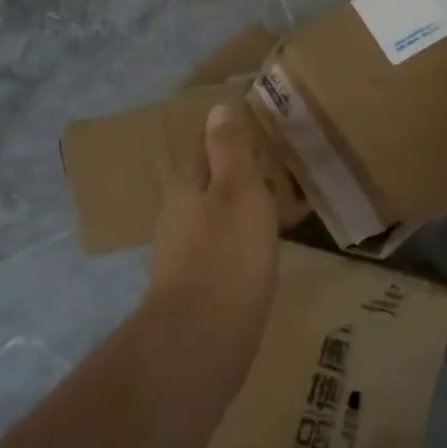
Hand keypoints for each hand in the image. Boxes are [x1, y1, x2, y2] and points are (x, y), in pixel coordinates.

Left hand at [149, 102, 280, 359]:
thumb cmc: (227, 255)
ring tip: (270, 209)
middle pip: (203, 186)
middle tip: (269, 170)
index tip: (251, 132)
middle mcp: (176, 217)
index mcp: (185, 188)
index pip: (200, 150)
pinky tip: (256, 253)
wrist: (202, 340)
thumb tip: (218, 107)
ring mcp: (181, 256)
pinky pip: (218, 252)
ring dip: (234, 211)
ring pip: (210, 220)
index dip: (223, 139)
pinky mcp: (194, 289)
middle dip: (230, 176)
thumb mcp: (239, 191)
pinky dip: (236, 244)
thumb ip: (229, 150)